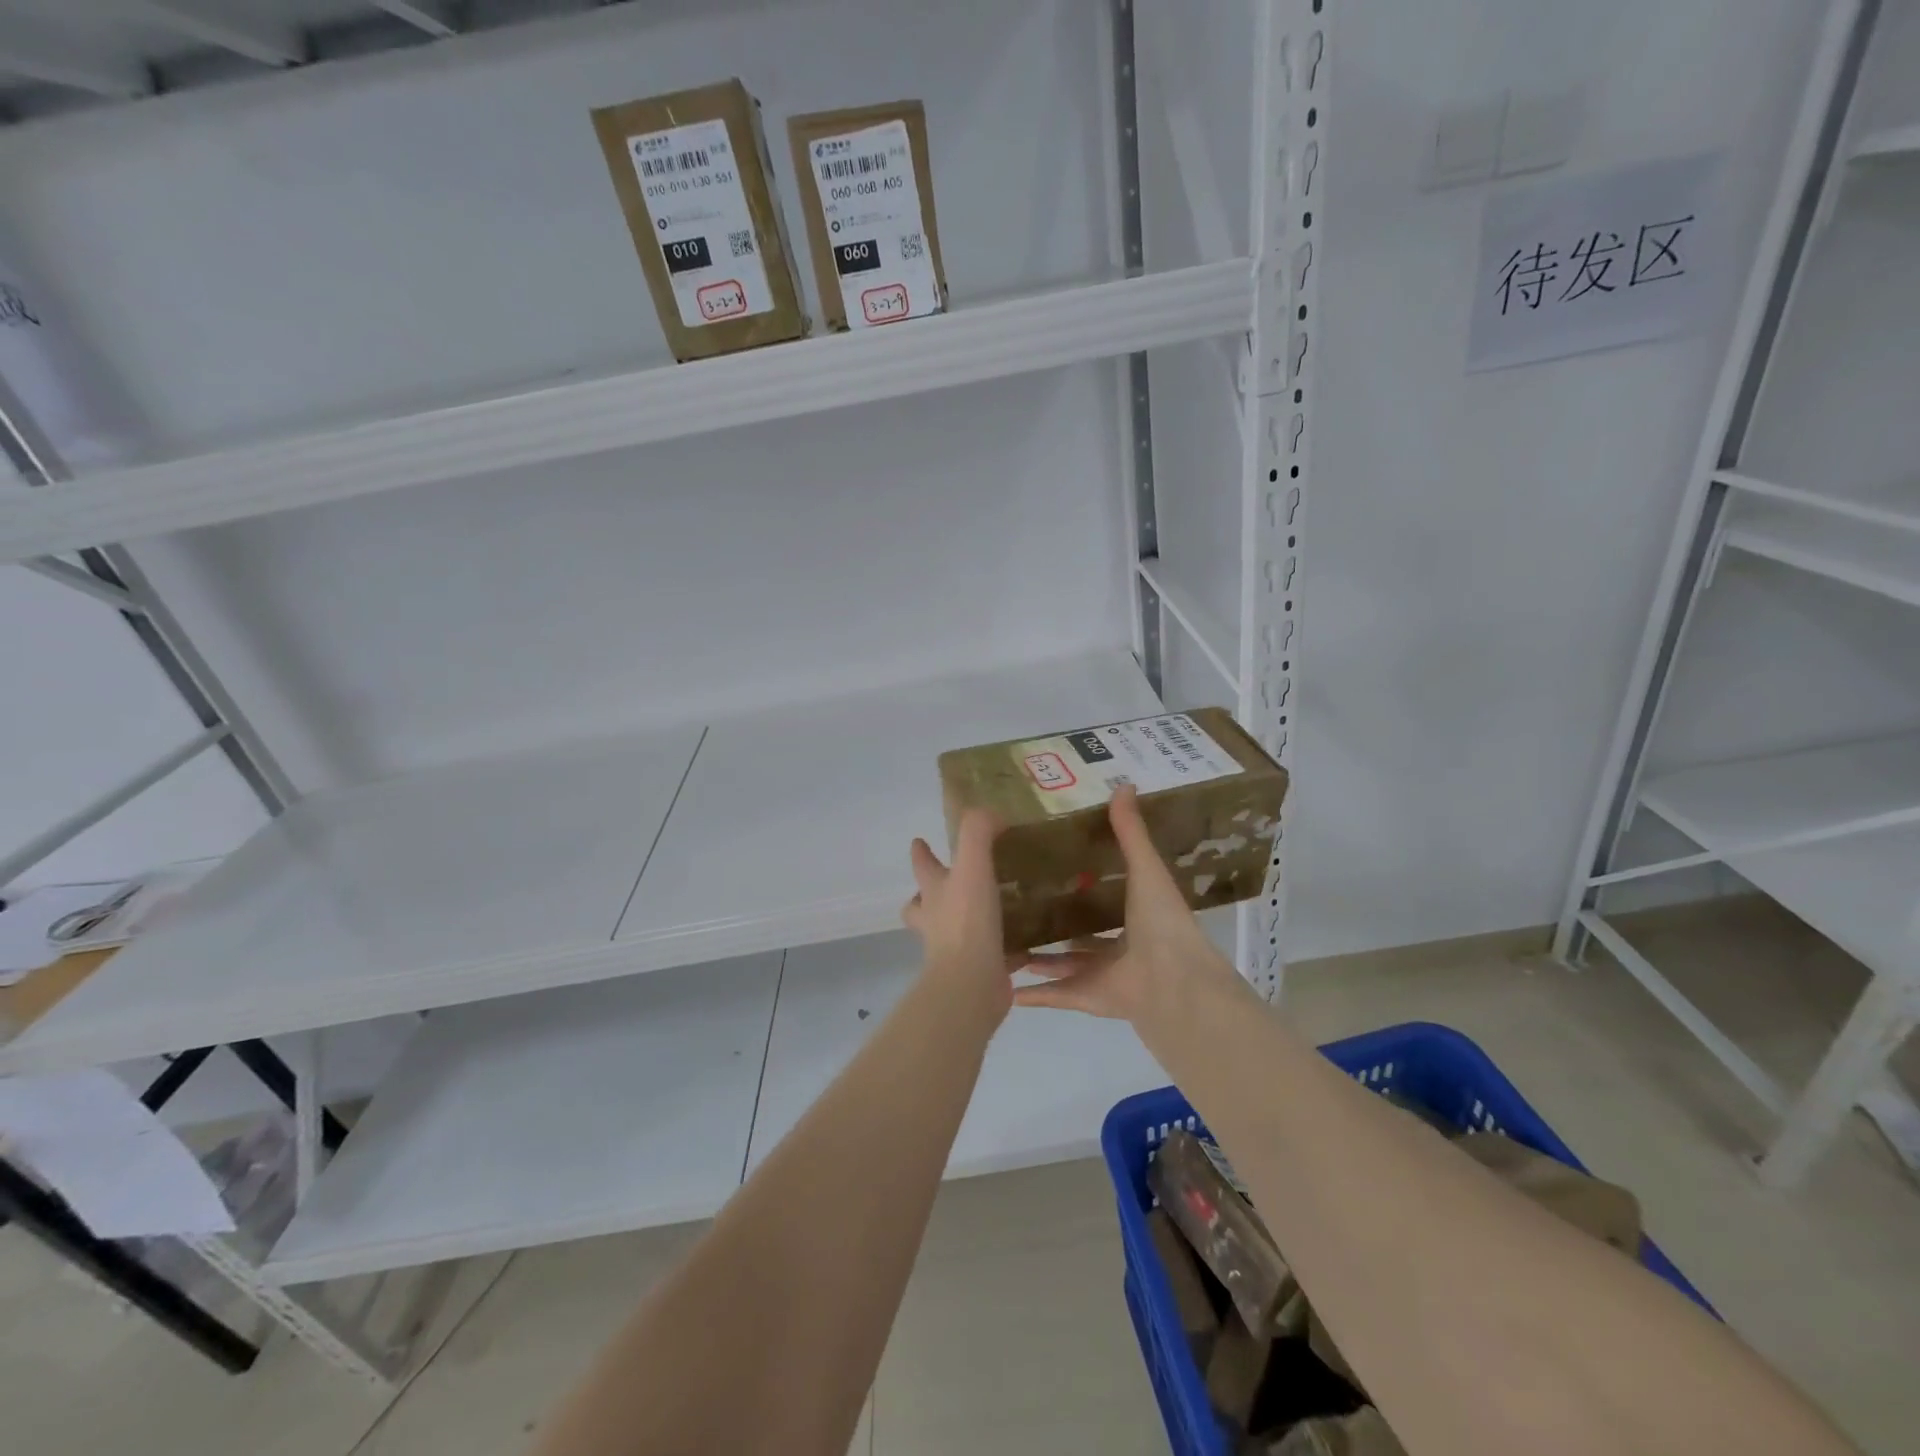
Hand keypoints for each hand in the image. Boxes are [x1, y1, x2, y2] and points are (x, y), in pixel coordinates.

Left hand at [902, 810, 1014, 1026]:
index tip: (918, 841)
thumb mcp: (972, 864)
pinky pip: (992, 956)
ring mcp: (953, 949)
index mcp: (934, 893)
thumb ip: (978, 832)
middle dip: (928, 894)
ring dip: (968, 920)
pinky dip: (1005, 950)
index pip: (922, 866)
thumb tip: (992, 815)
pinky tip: (1026, 945)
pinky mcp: (979, 971)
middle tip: (948, 883)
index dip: (921, 852)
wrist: (971, 982)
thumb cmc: (967, 920)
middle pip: (922, 904)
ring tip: (995, 909)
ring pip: (954, 930)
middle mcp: (937, 920)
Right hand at [1014, 784, 1241, 1025]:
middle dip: (1056, 922)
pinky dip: (1033, 993)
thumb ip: (1130, 832)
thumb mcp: (1145, 868)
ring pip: (1064, 965)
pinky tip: (1005, 984)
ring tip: (1005, 939)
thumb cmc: (1161, 921)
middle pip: (1083, 934)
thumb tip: (1124, 783)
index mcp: (1138, 916)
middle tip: (1018, 902)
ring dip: (1039, 957)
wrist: (1172, 982)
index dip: (1084, 883)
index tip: (1053, 864)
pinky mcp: (1088, 999)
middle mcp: (1121, 947)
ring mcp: (1104, 976)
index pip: (1107, 897)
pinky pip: (1056, 994)